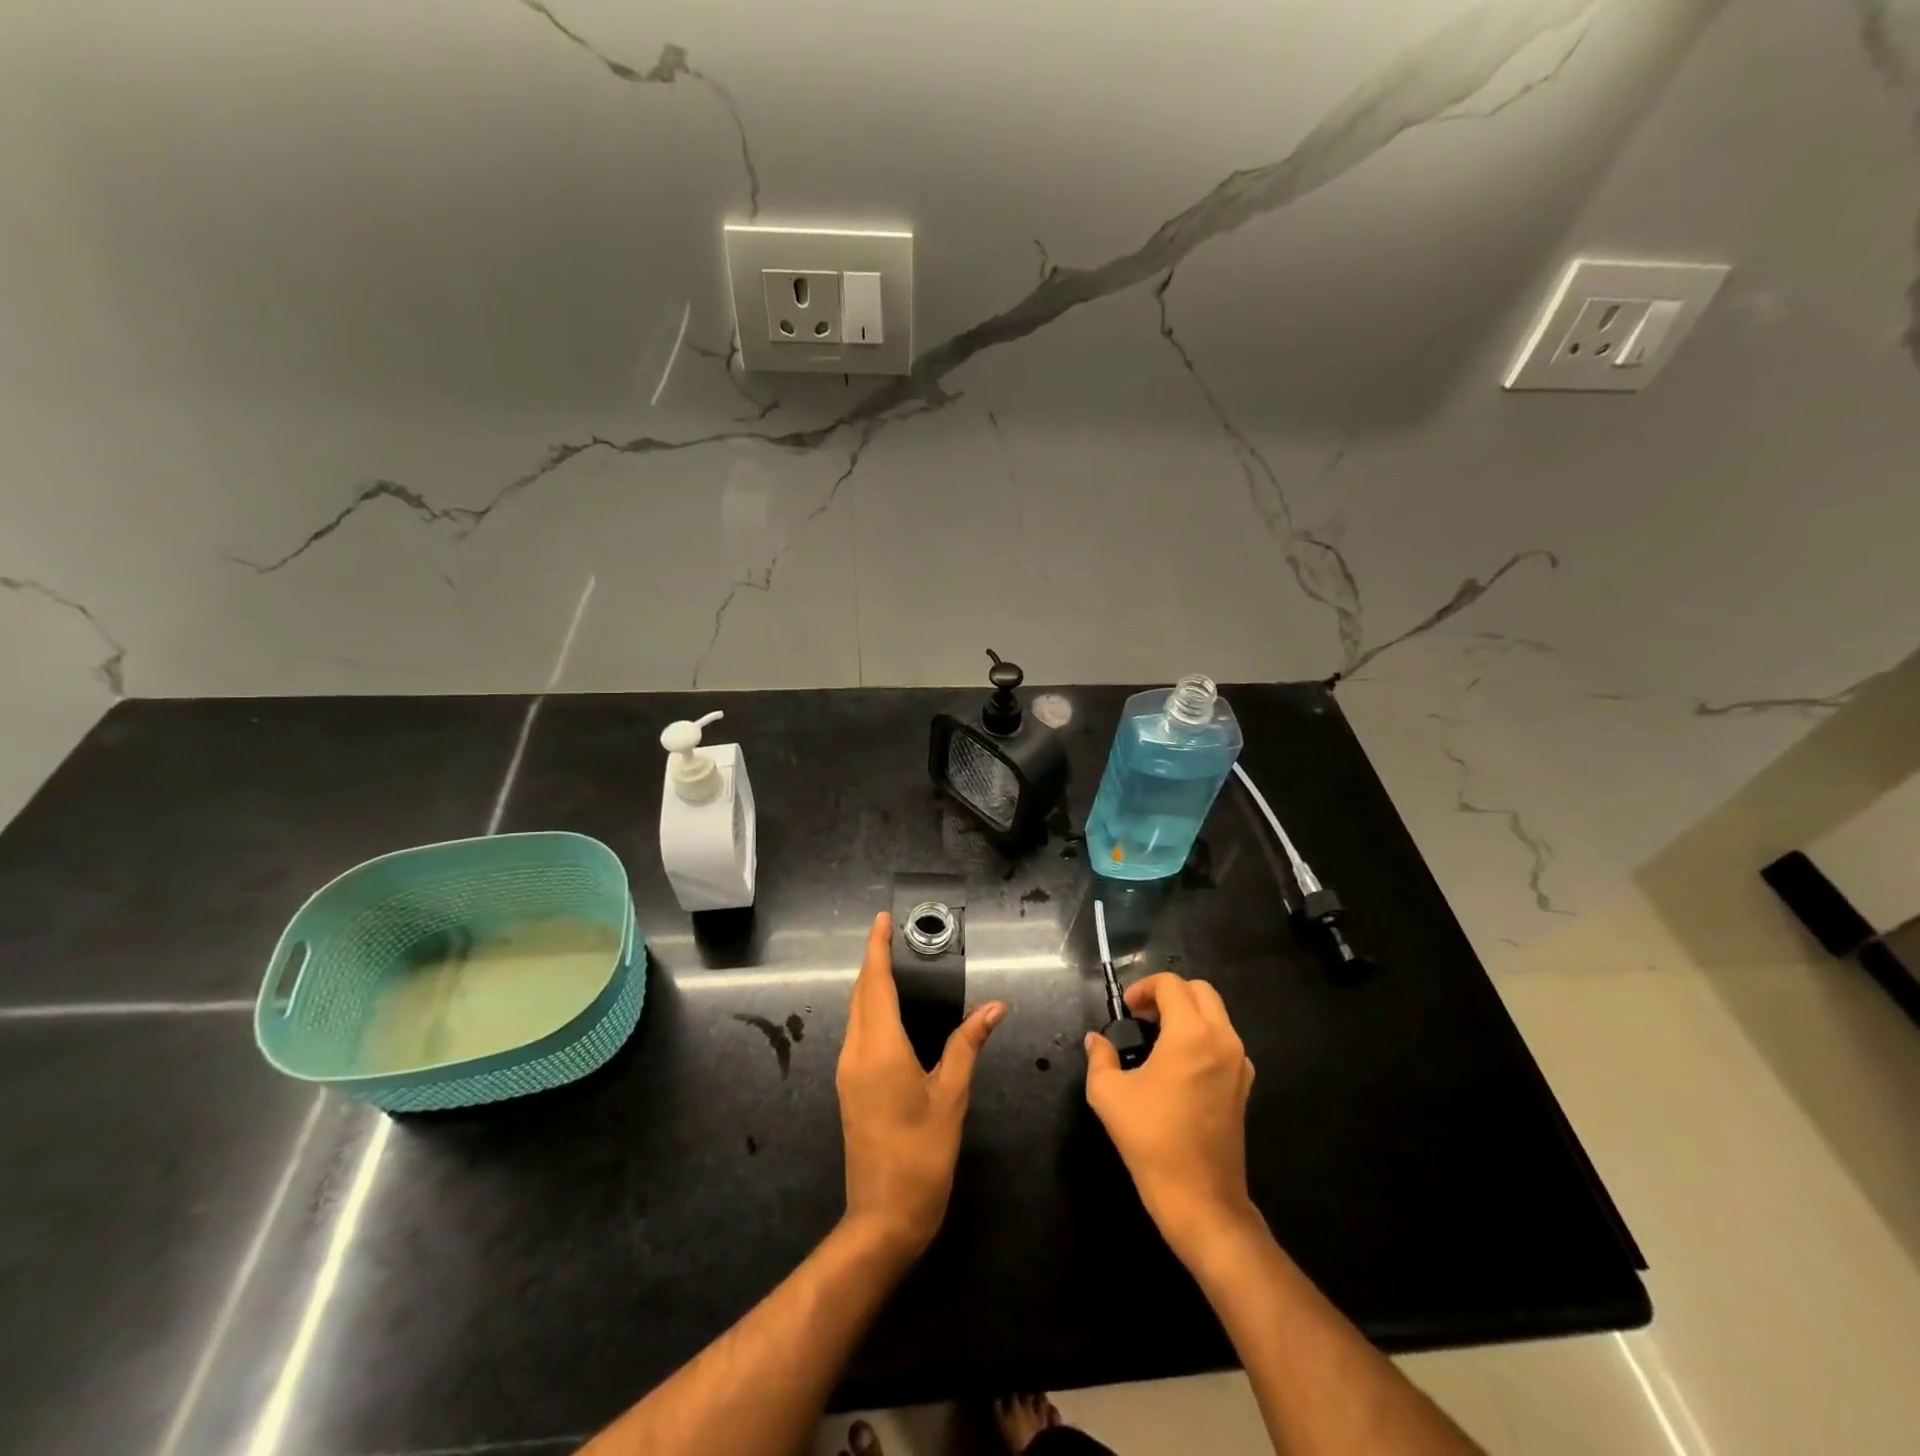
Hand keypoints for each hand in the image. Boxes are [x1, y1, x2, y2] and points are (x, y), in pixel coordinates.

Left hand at [837, 912, 1005, 1257]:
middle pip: (861, 993)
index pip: (875, 983)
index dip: (877, 948)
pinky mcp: (848, 1086)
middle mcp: (855, 1052)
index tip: (881, 919)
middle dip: (874, 961)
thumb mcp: (951, 1097)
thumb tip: (994, 1007)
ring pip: (856, 1012)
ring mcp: (847, 1071)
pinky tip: (891, 1011)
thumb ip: (968, 1045)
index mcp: (879, 1048)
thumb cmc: (922, 1156)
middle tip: (894, 936)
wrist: (882, 1218)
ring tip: (896, 964)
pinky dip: (870, 1008)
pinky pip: (857, 1032)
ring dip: (871, 984)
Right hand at [1084, 972, 1259, 1263]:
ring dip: (1187, 1014)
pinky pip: (1225, 1041)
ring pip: (1216, 1014)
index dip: (1143, 988)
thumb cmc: (1152, 1140)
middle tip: (1142, 1018)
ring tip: (1157, 1040)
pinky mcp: (1244, 1085)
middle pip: (1200, 991)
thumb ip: (1100, 1057)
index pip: (1170, 985)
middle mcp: (1222, 1039)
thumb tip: (1096, 1040)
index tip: (1125, 1011)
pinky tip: (1178, 1066)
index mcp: (1191, 1034)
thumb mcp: (1109, 1095)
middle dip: (1169, 995)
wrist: (1200, 1198)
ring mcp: (1239, 1063)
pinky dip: (1202, 1036)